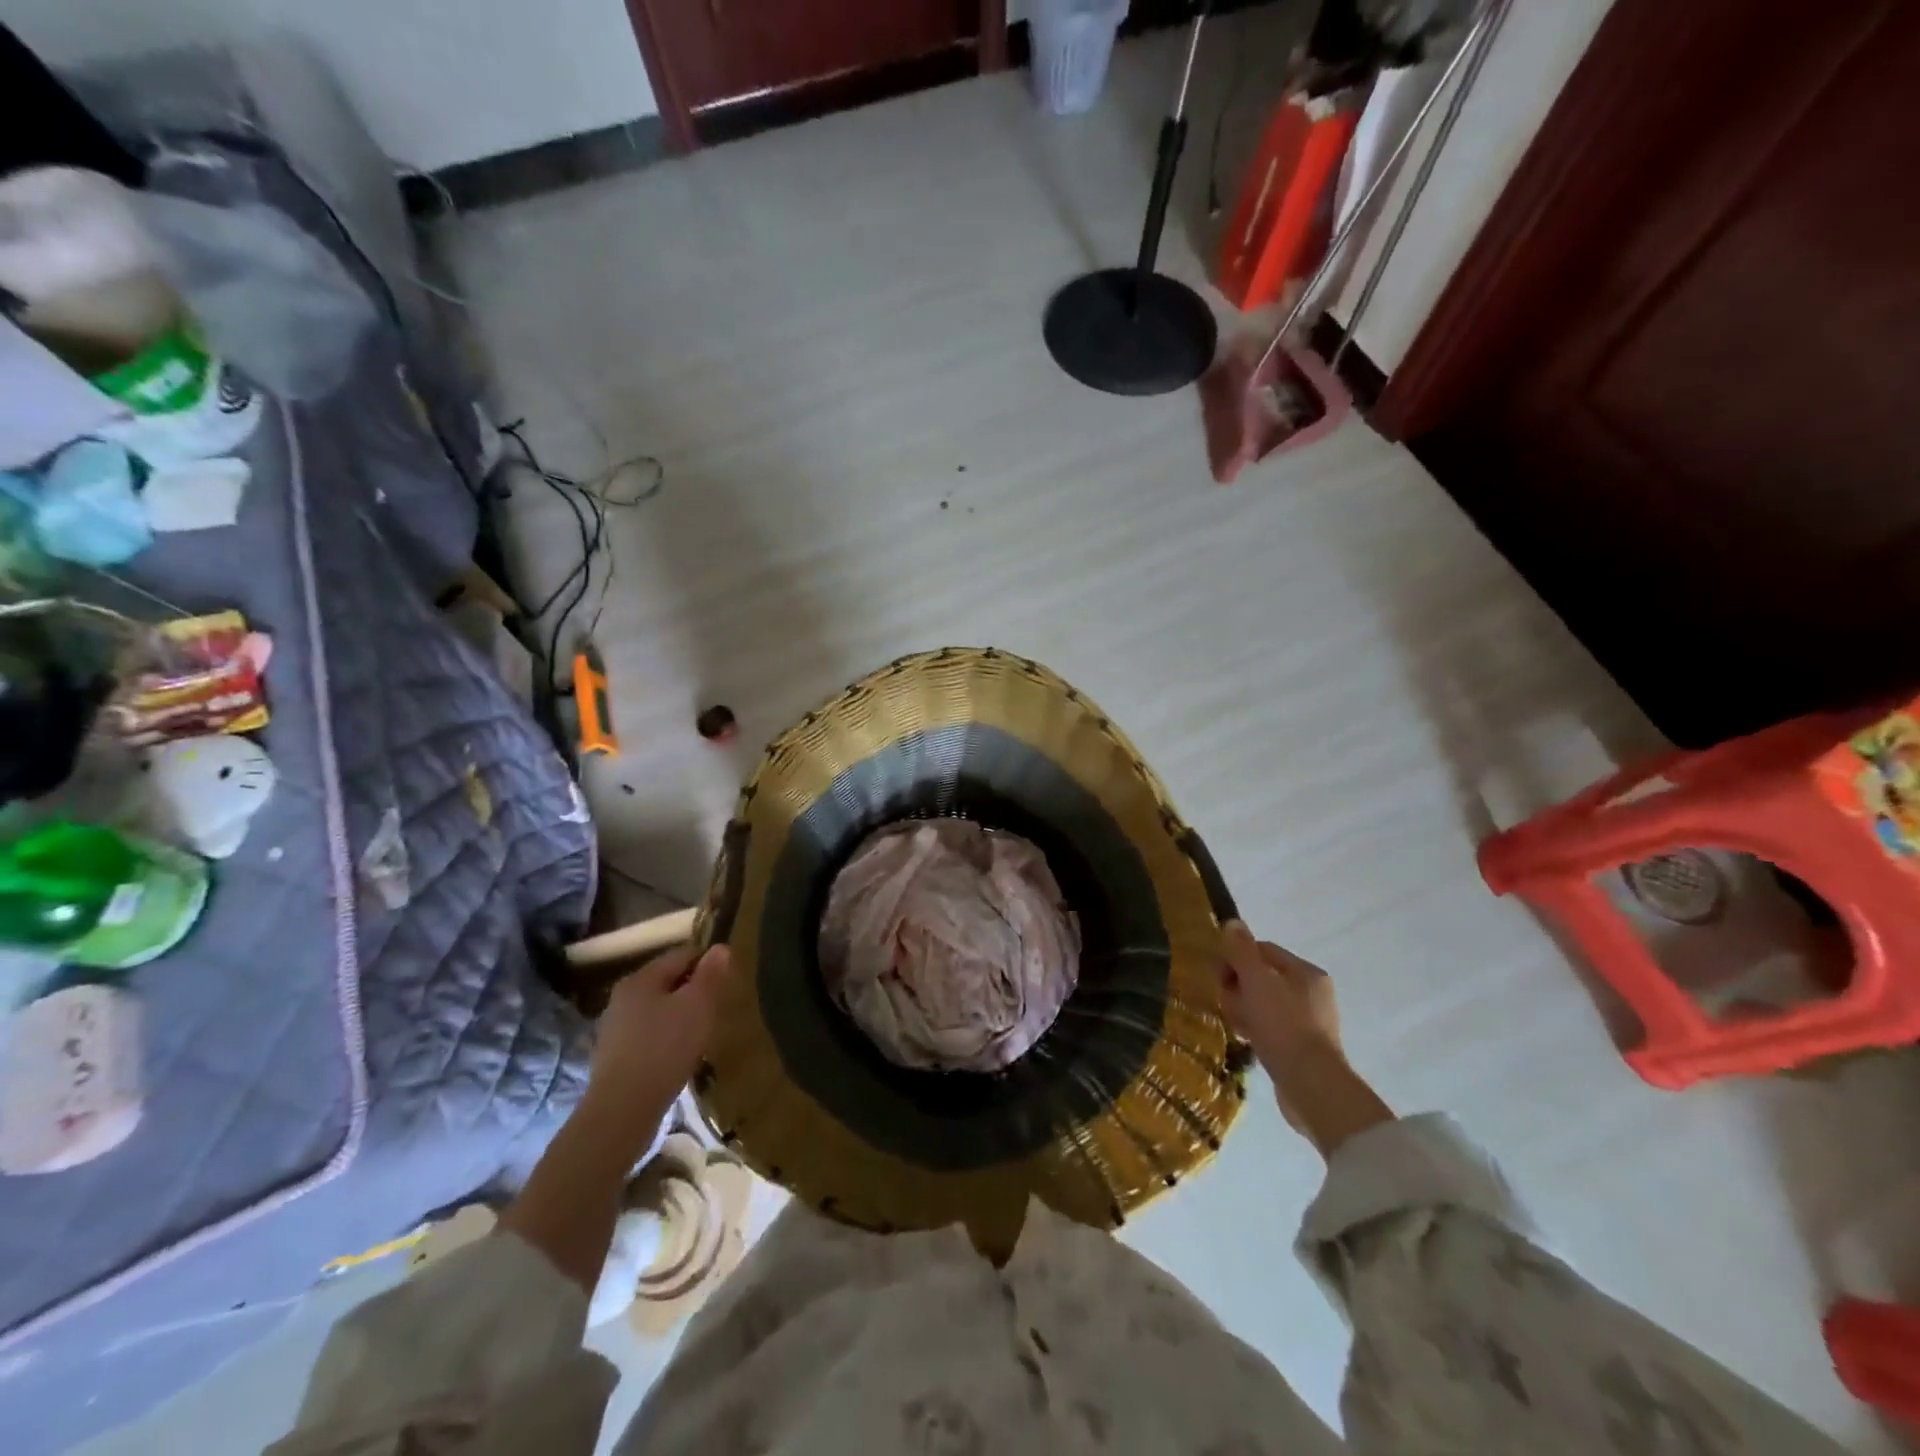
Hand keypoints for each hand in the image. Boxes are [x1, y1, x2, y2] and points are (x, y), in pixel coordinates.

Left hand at [585, 942, 731, 1137]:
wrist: (622, 1111)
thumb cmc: (665, 1049)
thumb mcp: (698, 1006)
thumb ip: (710, 975)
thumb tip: (720, 948)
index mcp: (641, 978)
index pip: (682, 954)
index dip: (708, 962)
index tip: (726, 982)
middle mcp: (622, 996)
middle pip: (668, 981)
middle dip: (693, 991)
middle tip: (716, 1009)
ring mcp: (614, 1028)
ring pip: (658, 1009)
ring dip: (680, 1016)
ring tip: (701, 1035)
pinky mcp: (614, 1056)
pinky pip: (648, 1035)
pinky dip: (666, 1038)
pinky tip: (678, 1057)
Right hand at [1217, 920, 1340, 1070]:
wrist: (1311, 1086)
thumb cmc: (1283, 1025)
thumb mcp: (1256, 981)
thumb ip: (1242, 950)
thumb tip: (1233, 922)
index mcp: (1306, 972)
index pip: (1263, 950)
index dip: (1236, 959)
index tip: (1219, 976)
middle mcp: (1313, 993)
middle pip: (1262, 977)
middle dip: (1239, 988)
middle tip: (1228, 1004)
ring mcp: (1311, 1022)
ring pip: (1264, 1004)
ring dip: (1245, 1010)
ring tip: (1237, 1026)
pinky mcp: (1304, 1048)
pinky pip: (1272, 1028)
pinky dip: (1256, 1030)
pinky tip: (1246, 1040)